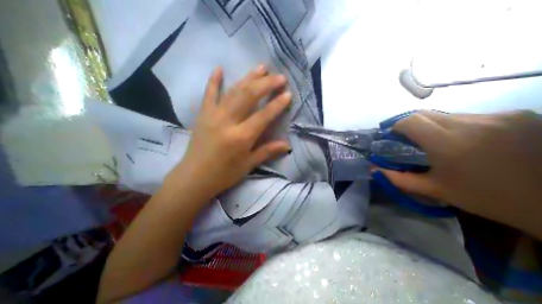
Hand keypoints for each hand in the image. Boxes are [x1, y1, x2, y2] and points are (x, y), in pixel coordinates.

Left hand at [166, 67, 292, 196]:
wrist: (194, 177)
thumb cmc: (224, 174)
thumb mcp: (248, 165)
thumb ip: (268, 151)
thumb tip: (288, 145)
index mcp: (241, 137)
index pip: (263, 116)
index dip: (277, 104)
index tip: (288, 94)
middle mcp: (228, 122)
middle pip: (249, 96)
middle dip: (266, 84)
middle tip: (279, 77)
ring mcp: (213, 115)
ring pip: (233, 91)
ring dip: (248, 78)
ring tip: (261, 68)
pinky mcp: (203, 114)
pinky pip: (209, 94)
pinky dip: (214, 80)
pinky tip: (219, 68)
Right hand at [378, 111, 541, 237]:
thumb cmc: (488, 198)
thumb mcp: (436, 190)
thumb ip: (399, 179)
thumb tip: (373, 170)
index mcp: (447, 142)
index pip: (410, 121)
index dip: (396, 126)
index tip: (392, 136)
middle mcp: (469, 123)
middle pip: (425, 114)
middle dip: (411, 125)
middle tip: (410, 140)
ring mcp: (496, 117)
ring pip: (447, 115)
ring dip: (435, 126)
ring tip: (440, 143)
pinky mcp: (517, 116)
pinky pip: (471, 117)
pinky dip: (458, 126)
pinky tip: (469, 142)